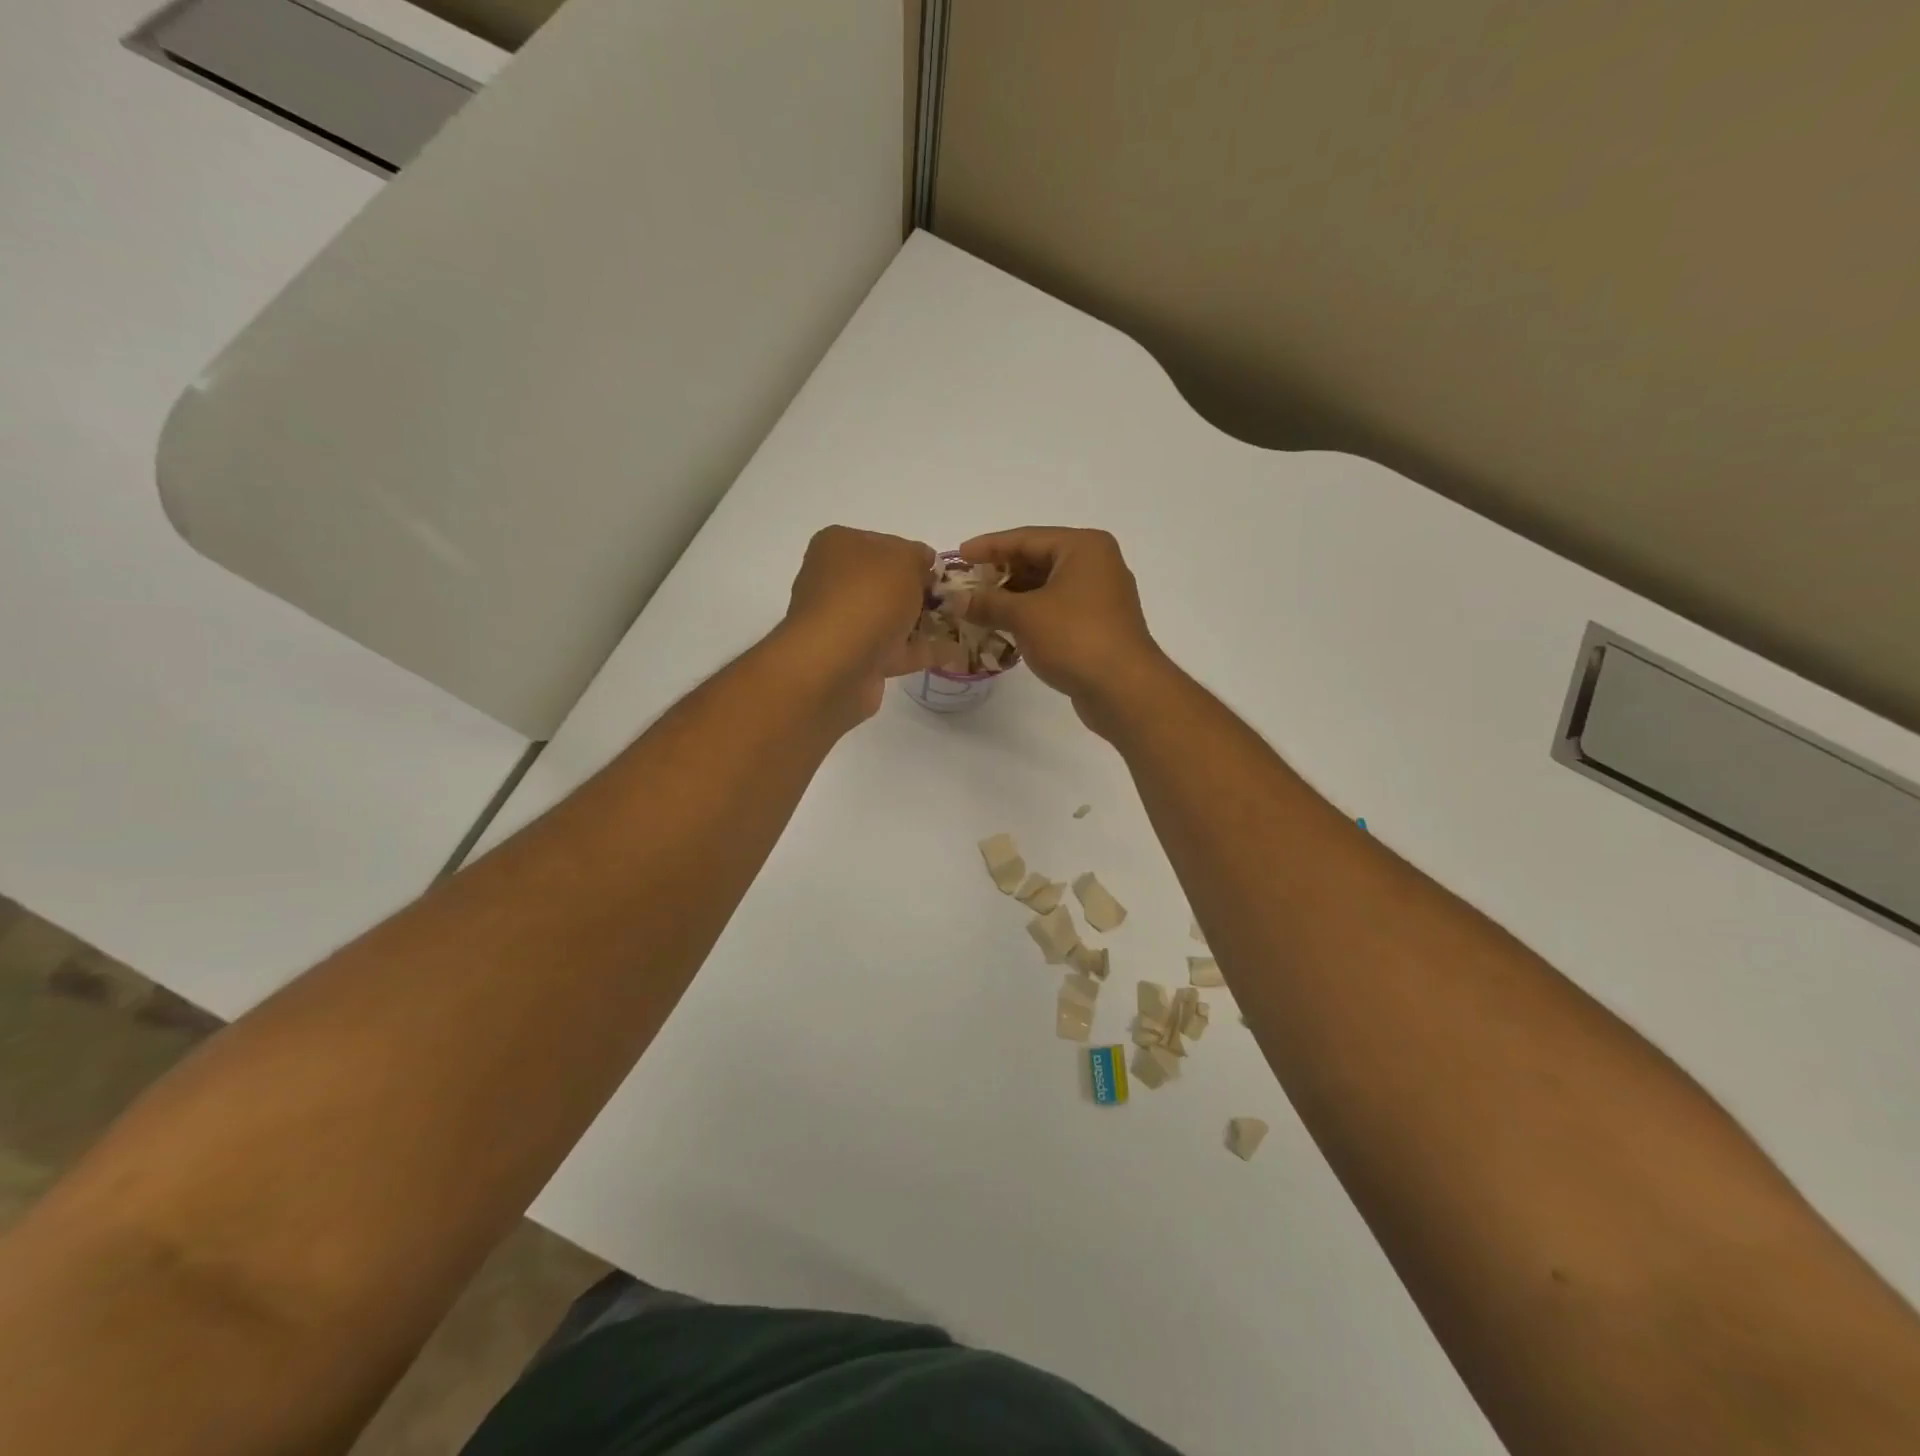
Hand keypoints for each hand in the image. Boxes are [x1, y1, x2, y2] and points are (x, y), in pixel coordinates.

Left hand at [780, 526, 935, 721]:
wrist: (835, 664)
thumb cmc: (868, 597)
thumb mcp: (903, 559)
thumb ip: (919, 556)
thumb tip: (924, 566)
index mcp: (838, 546)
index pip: (883, 543)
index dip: (915, 555)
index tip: (942, 572)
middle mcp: (835, 582)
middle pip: (886, 582)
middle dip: (919, 590)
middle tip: (954, 599)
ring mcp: (844, 623)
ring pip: (890, 617)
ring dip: (921, 621)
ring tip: (959, 624)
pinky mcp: (855, 659)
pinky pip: (895, 650)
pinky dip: (921, 650)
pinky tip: (954, 651)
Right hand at [955, 527, 1167, 730]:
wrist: (1124, 689)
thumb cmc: (1075, 638)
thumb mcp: (1024, 616)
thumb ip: (988, 603)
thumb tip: (956, 599)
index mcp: (1083, 547)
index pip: (1026, 538)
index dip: (989, 546)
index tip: (958, 555)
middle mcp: (1096, 565)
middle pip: (1038, 560)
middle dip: (1000, 574)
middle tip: (965, 585)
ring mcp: (1100, 596)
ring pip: (1046, 588)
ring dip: (1013, 598)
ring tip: (978, 609)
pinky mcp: (1098, 626)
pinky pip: (1056, 610)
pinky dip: (1030, 616)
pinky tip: (1005, 628)